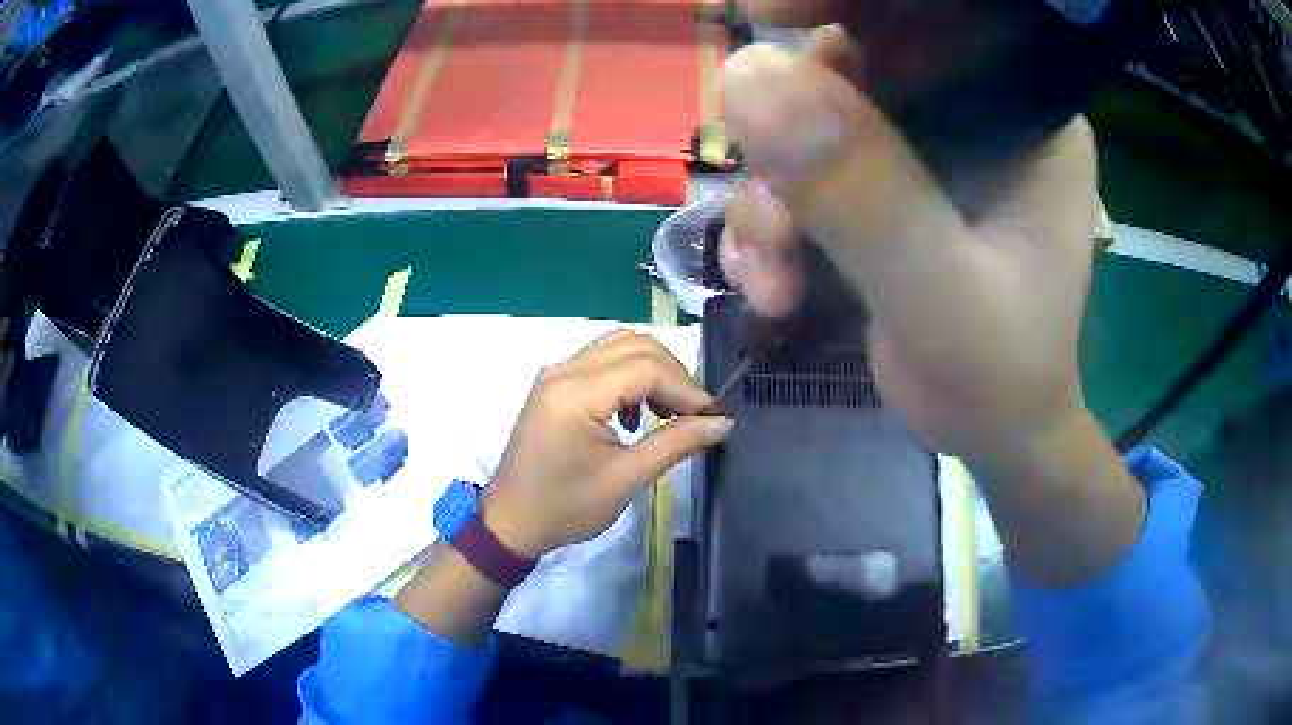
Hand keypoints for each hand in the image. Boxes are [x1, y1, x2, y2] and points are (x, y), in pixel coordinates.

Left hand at [481, 330, 732, 558]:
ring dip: (652, 370)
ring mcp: (555, 373)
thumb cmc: (565, 508)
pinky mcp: (553, 383)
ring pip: (618, 346)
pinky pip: (601, 360)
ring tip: (669, 411)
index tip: (712, 415)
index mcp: (575, 394)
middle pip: (634, 345)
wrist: (510, 522)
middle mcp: (563, 370)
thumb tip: (722, 422)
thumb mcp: (626, 479)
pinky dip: (629, 375)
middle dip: (673, 374)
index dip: (686, 387)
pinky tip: (636, 414)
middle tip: (696, 413)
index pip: (646, 368)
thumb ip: (676, 443)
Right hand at [718, 16, 1099, 461]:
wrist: (990, 434)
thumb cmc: (997, 376)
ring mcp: (924, 149)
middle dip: (789, 141)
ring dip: (769, 200)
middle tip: (774, 223)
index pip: (931, 27)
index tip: (765, 19)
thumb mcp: (937, 291)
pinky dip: (769, 223)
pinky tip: (768, 282)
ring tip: (771, 280)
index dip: (843, 13)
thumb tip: (746, 73)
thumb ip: (859, 188)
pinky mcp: (886, 184)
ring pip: (811, 125)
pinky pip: (804, 172)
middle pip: (854, 70)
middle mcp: (973, 115)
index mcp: (1022, 116)